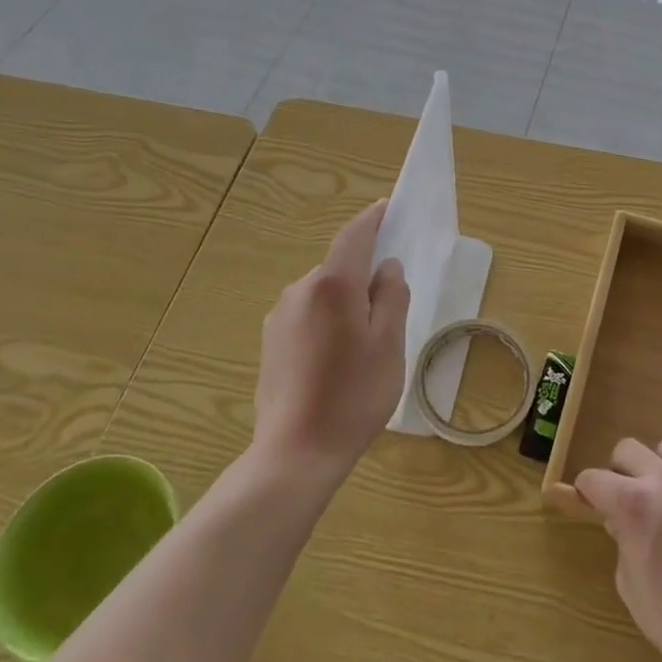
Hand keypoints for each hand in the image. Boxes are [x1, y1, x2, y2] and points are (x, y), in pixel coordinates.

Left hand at [252, 199, 410, 480]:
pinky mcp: (270, 342)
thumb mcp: (389, 343)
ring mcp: (279, 316)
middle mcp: (300, 289)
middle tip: (391, 303)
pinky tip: (337, 358)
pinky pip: (308, 314)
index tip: (390, 208)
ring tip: (365, 342)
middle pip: (339, 266)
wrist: (295, 453)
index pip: (355, 235)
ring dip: (346, 301)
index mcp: (332, 284)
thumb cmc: (353, 395)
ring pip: (323, 292)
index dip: (374, 218)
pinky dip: (328, 320)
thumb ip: (392, 296)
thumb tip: (387, 267)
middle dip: (364, 272)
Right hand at [575, 438, 661, 661]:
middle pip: (628, 448)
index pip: (593, 478)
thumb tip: (623, 522)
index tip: (589, 505)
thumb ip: (621, 539)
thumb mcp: (628, 582)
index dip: (586, 492)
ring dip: (657, 468)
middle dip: (619, 471)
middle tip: (625, 501)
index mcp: (632, 502)